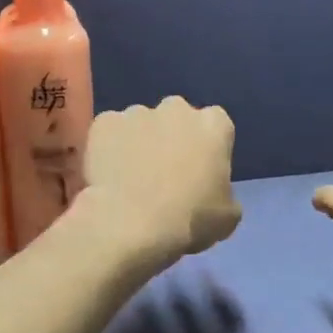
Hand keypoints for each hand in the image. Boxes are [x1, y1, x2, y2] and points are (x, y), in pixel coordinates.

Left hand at [80, 97, 241, 268]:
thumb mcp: (227, 216)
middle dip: (174, 137)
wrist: (131, 225)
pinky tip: (109, 174)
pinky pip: (111, 132)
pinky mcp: (104, 123)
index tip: (201, 170)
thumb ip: (224, 193)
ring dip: (141, 141)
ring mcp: (137, 112)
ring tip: (133, 176)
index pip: (216, 126)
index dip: (208, 148)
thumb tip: (214, 193)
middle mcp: (177, 108)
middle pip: (178, 117)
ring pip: (142, 123)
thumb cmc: (189, 219)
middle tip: (166, 172)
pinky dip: (110, 147)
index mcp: (214, 124)